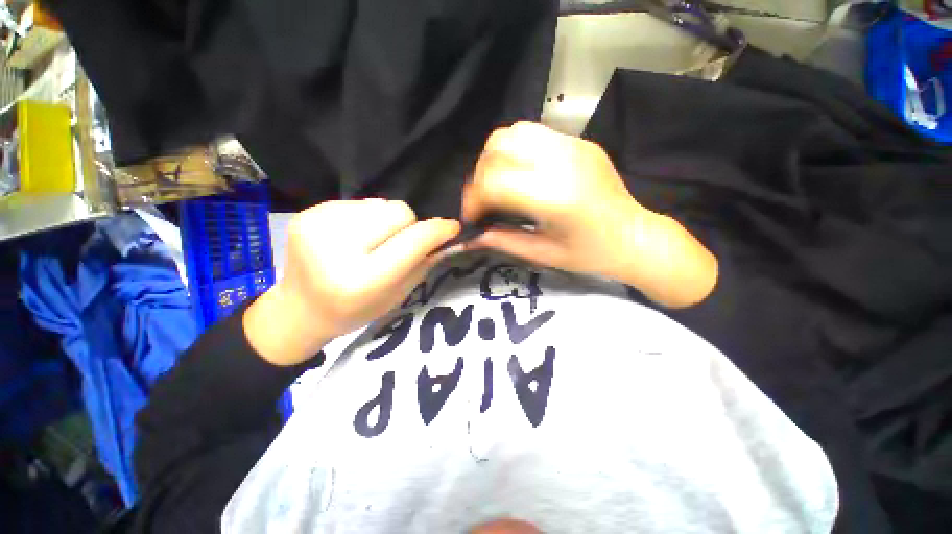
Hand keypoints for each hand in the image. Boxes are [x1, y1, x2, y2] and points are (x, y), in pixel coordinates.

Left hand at [244, 199, 459, 365]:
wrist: (299, 310)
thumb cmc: (355, 311)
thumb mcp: (397, 296)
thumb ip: (422, 263)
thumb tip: (445, 235)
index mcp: (361, 280)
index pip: (411, 242)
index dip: (437, 231)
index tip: (452, 227)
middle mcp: (336, 248)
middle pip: (398, 211)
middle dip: (409, 226)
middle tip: (400, 244)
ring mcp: (318, 226)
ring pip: (381, 204)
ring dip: (387, 221)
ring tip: (372, 242)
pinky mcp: (309, 213)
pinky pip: (359, 203)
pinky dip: (366, 218)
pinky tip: (353, 237)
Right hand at [462, 122, 716, 307]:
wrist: (635, 236)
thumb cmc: (590, 254)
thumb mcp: (542, 254)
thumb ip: (502, 241)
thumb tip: (471, 237)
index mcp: (554, 196)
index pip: (494, 181)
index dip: (474, 199)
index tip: (473, 217)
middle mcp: (562, 162)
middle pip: (498, 148)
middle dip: (480, 176)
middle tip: (485, 201)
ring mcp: (573, 146)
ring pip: (513, 132)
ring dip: (496, 158)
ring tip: (500, 184)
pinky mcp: (579, 142)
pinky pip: (534, 134)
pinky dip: (516, 152)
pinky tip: (521, 174)